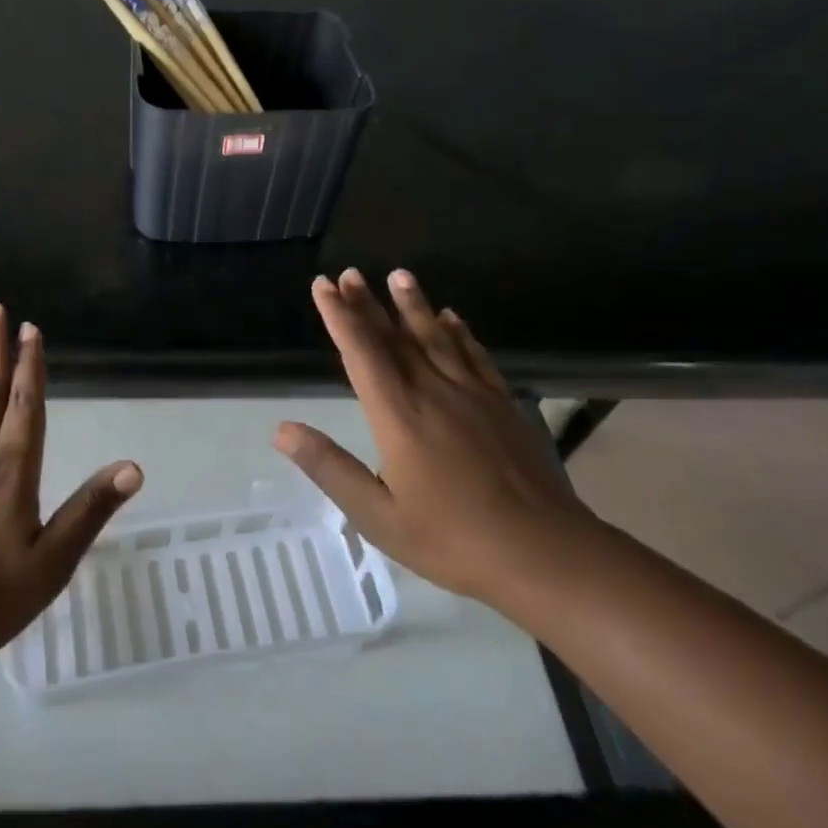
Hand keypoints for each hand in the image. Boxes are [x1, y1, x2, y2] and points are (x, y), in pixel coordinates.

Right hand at [276, 269, 596, 605]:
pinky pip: (475, 356)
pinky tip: (453, 318)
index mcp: (398, 415)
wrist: (545, 553)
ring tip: (399, 275)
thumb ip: (329, 468)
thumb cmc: (453, 540)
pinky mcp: (503, 404)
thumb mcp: (378, 515)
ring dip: (413, 304)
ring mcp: (472, 394)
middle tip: (350, 273)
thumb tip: (282, 430)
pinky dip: (460, 333)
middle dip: (368, 303)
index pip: (361, 352)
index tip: (323, 285)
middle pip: (394, 337)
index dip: (339, 316)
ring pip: (436, 337)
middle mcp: (432, 391)